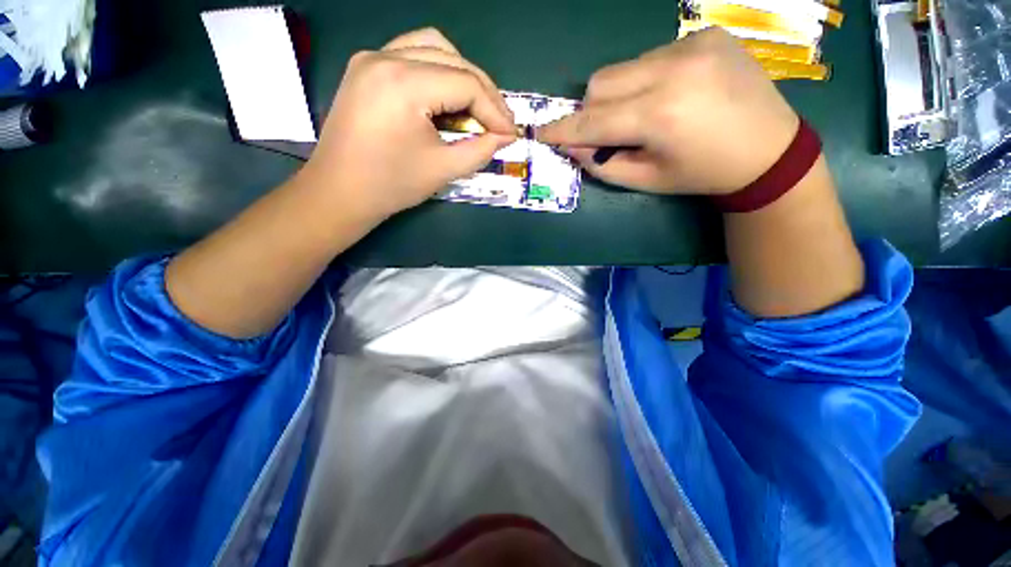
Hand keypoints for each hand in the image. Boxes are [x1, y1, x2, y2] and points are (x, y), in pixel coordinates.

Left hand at [302, 28, 516, 219]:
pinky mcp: (366, 67)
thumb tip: (506, 137)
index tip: (511, 134)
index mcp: (403, 83)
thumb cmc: (390, 186)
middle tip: (500, 122)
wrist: (339, 192)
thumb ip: (480, 150)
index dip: (495, 110)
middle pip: (453, 59)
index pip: (466, 84)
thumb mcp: (443, 169)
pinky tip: (447, 95)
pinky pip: (412, 53)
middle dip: (484, 91)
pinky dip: (438, 70)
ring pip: (433, 46)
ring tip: (477, 107)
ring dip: (462, 74)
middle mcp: (385, 57)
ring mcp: (371, 57)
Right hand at [536, 28, 798, 194]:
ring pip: (623, 67)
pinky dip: (645, 79)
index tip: (541, 133)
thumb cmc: (701, 174)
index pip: (592, 120)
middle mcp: (674, 70)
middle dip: (591, 111)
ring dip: (618, 94)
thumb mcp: (645, 180)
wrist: (768, 150)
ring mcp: (693, 45)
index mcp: (661, 115)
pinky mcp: (705, 34)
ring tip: (644, 114)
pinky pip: (651, 56)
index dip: (562, 129)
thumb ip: (602, 164)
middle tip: (605, 132)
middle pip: (600, 83)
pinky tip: (670, 94)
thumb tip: (573, 145)